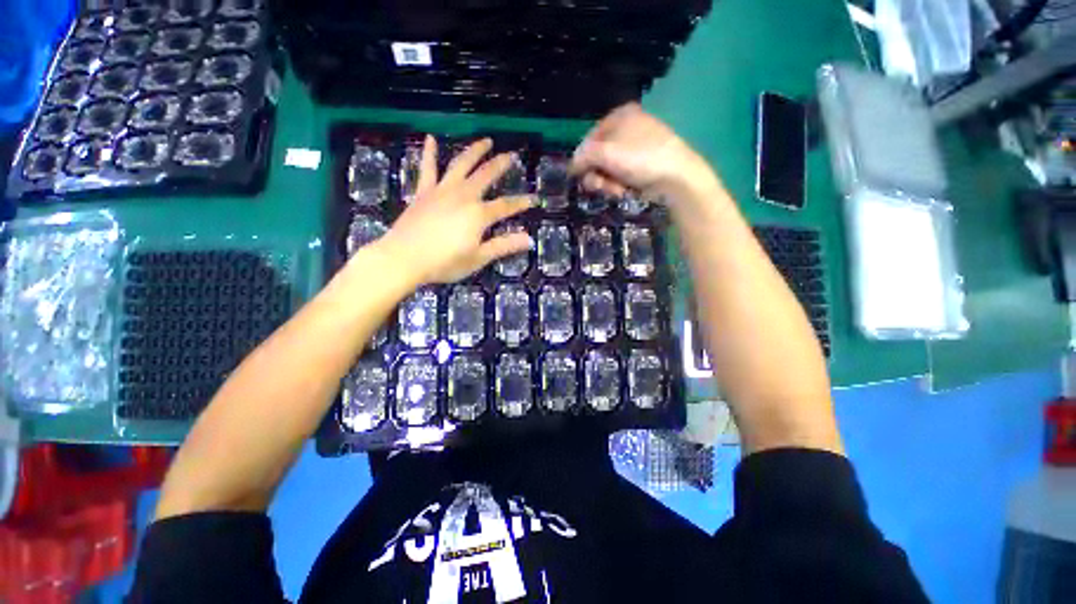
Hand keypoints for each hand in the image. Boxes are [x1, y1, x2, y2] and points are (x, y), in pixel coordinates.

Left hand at [376, 136, 533, 285]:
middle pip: (486, 175)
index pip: (506, 206)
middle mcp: (463, 196)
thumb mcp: (478, 258)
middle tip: (511, 155)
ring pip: (461, 165)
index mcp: (479, 214)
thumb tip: (529, 239)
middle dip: (500, 164)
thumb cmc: (445, 262)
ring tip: (485, 141)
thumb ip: (503, 246)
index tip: (534, 198)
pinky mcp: (423, 192)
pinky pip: (428, 168)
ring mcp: (442, 191)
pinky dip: (430, 153)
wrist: (404, 258)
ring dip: (474, 151)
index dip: (521, 203)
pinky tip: (432, 139)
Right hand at [570, 103, 718, 203]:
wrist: (675, 177)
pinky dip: (619, 185)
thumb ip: (583, 156)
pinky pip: (620, 176)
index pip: (589, 137)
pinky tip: (625, 191)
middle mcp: (627, 129)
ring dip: (606, 183)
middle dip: (596, 174)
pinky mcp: (641, 166)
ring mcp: (635, 148)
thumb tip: (572, 166)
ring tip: (616, 189)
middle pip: (597, 156)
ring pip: (607, 169)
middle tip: (600, 185)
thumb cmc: (639, 158)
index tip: (578, 175)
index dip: (581, 158)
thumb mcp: (606, 153)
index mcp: (620, 115)